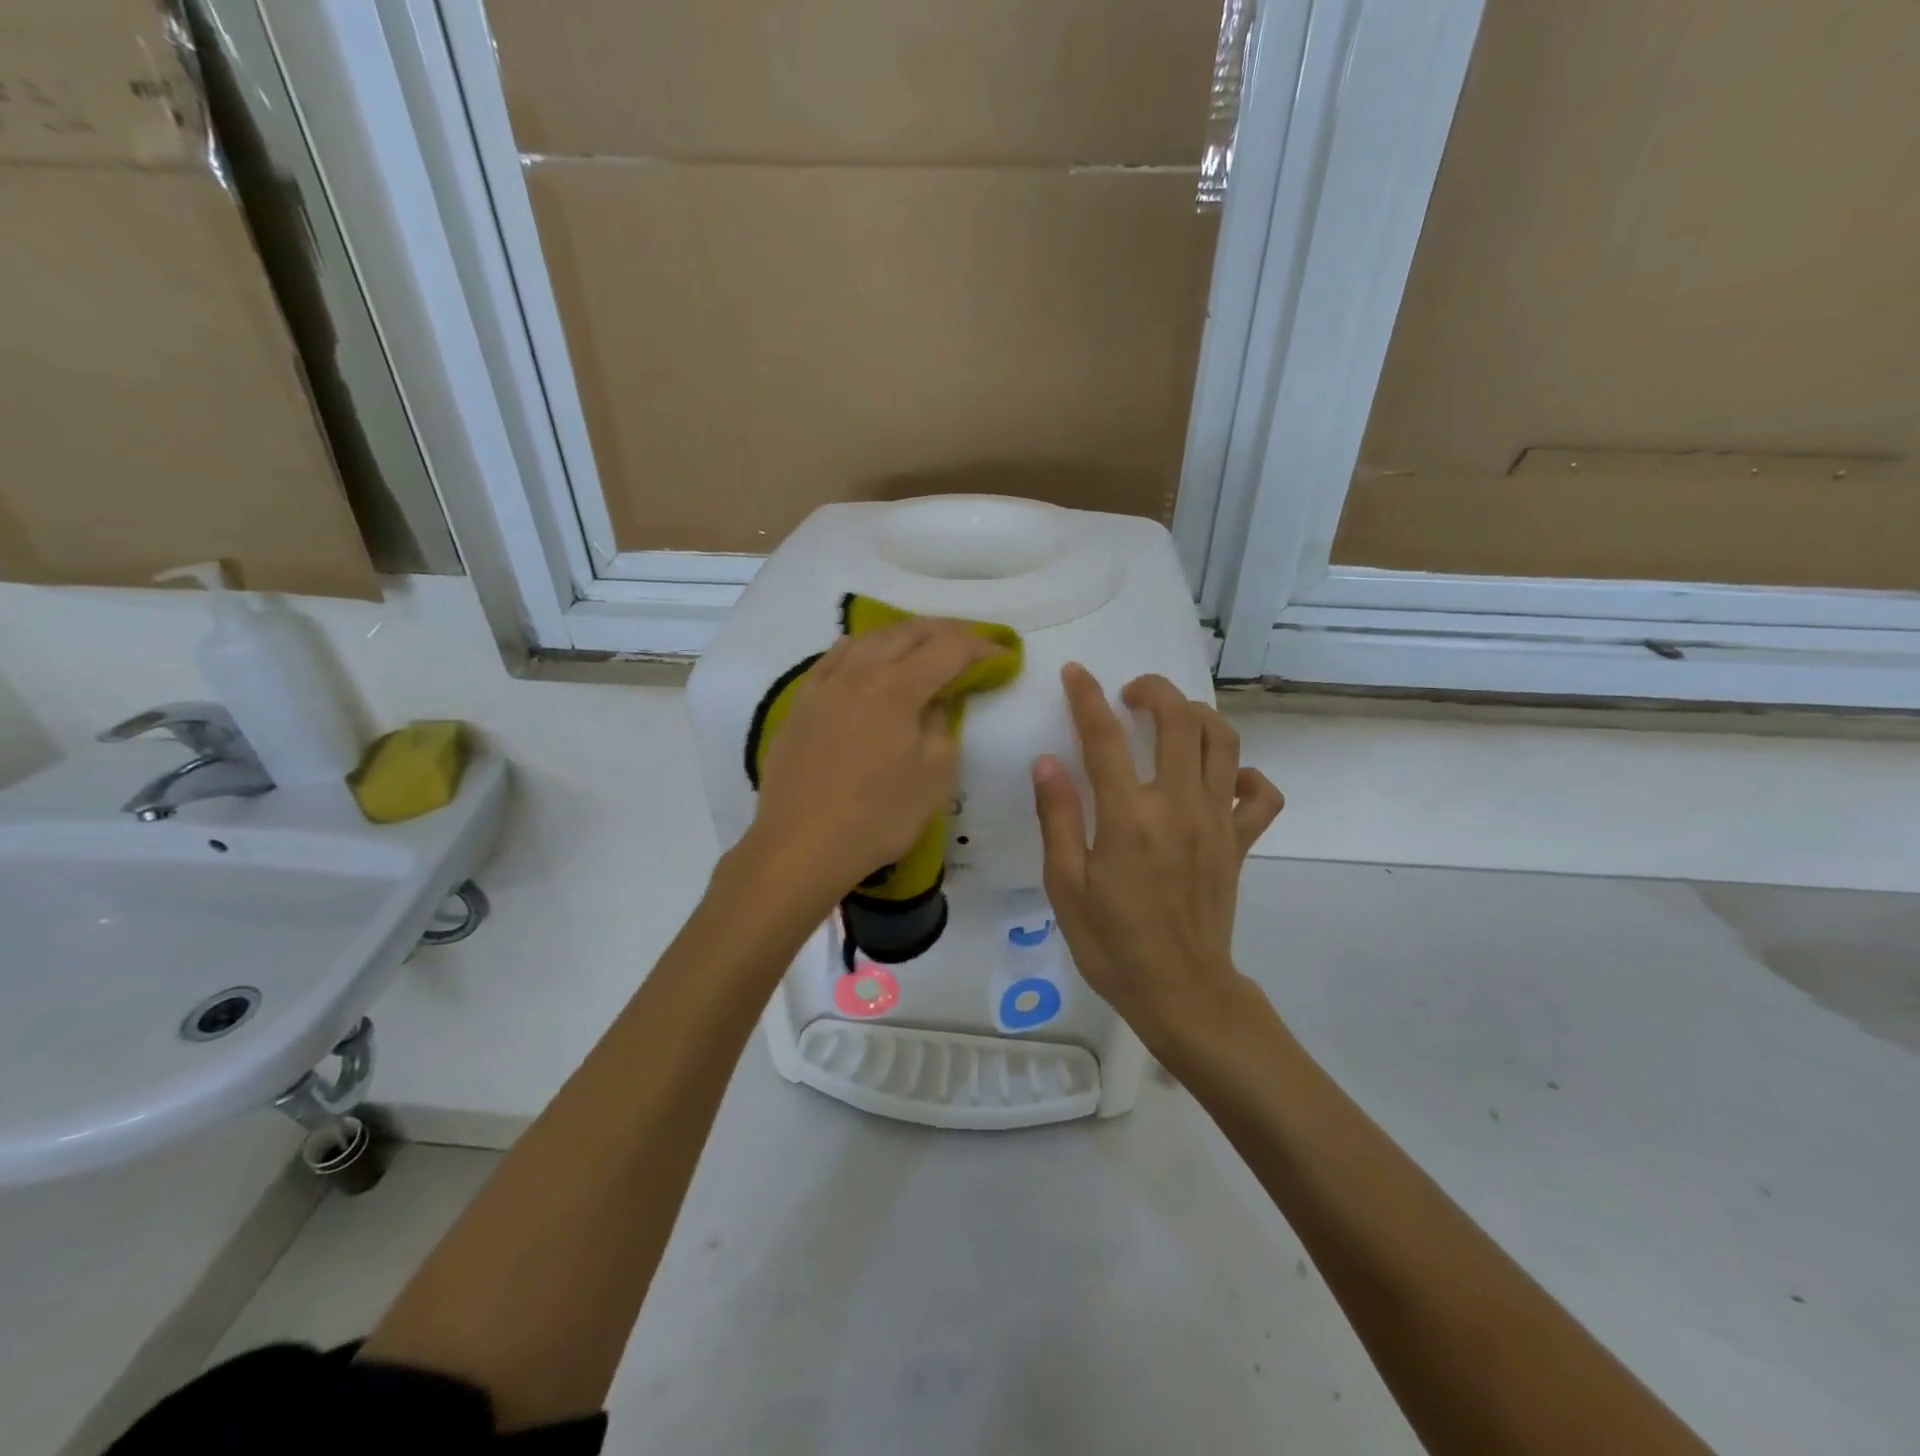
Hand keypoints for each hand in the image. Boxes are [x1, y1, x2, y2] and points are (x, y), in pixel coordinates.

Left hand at [743, 619, 997, 907]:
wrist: (800, 845)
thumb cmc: (878, 817)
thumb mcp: (934, 777)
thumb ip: (944, 727)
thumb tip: (939, 701)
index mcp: (898, 687)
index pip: (949, 649)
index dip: (982, 646)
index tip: (1005, 654)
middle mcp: (860, 672)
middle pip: (908, 632)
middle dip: (946, 630)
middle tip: (972, 642)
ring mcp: (825, 685)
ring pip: (869, 639)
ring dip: (904, 635)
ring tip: (924, 644)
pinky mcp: (801, 703)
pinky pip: (833, 659)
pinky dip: (859, 648)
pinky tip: (862, 652)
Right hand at [1033, 665, 1284, 1048]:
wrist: (1181, 992)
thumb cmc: (1112, 943)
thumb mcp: (1066, 886)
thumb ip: (1058, 817)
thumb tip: (1048, 762)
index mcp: (1128, 817)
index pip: (1105, 737)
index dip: (1087, 697)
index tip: (1076, 673)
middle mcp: (1178, 806)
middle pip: (1179, 720)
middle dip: (1155, 690)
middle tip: (1131, 693)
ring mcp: (1217, 822)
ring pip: (1224, 742)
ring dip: (1199, 716)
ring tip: (1173, 720)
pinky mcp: (1240, 842)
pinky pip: (1261, 794)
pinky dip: (1246, 774)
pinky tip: (1221, 779)